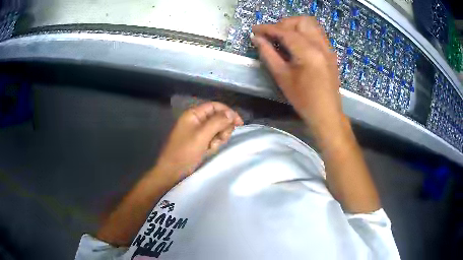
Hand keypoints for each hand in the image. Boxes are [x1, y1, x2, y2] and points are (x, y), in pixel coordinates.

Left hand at [153, 102, 242, 182]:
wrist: (172, 171)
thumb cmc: (185, 152)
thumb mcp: (202, 135)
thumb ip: (217, 122)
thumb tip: (231, 113)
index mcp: (194, 114)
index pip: (215, 106)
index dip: (228, 112)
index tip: (239, 123)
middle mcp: (196, 120)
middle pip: (218, 118)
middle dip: (223, 128)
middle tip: (220, 138)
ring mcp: (198, 132)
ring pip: (217, 129)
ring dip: (219, 138)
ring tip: (212, 147)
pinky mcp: (199, 142)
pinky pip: (213, 138)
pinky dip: (214, 144)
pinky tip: (209, 150)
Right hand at [252, 17, 344, 136]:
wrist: (326, 113)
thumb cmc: (303, 99)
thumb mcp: (282, 77)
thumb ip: (268, 54)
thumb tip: (257, 38)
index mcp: (308, 52)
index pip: (285, 31)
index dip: (267, 28)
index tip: (255, 30)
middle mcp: (320, 45)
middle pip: (301, 21)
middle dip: (283, 24)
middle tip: (272, 35)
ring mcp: (328, 48)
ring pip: (311, 24)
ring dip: (295, 26)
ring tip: (284, 37)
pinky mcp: (330, 52)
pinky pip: (317, 33)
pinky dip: (304, 32)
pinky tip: (297, 44)